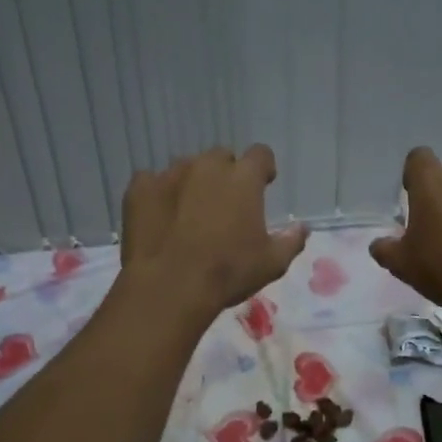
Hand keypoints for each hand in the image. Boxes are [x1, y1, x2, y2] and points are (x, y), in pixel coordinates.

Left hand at [121, 145, 307, 320]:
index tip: (263, 184)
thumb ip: (291, 241)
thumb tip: (302, 228)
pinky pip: (151, 182)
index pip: (260, 154)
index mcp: (243, 178)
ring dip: (192, 183)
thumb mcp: (272, 263)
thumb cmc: (228, 272)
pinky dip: (158, 195)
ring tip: (189, 213)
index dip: (263, 168)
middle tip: (224, 204)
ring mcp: (169, 174)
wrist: (169, 287)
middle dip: (225, 174)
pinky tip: (160, 218)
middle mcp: (207, 166)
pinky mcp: (139, 188)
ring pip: (186, 168)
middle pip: (221, 157)